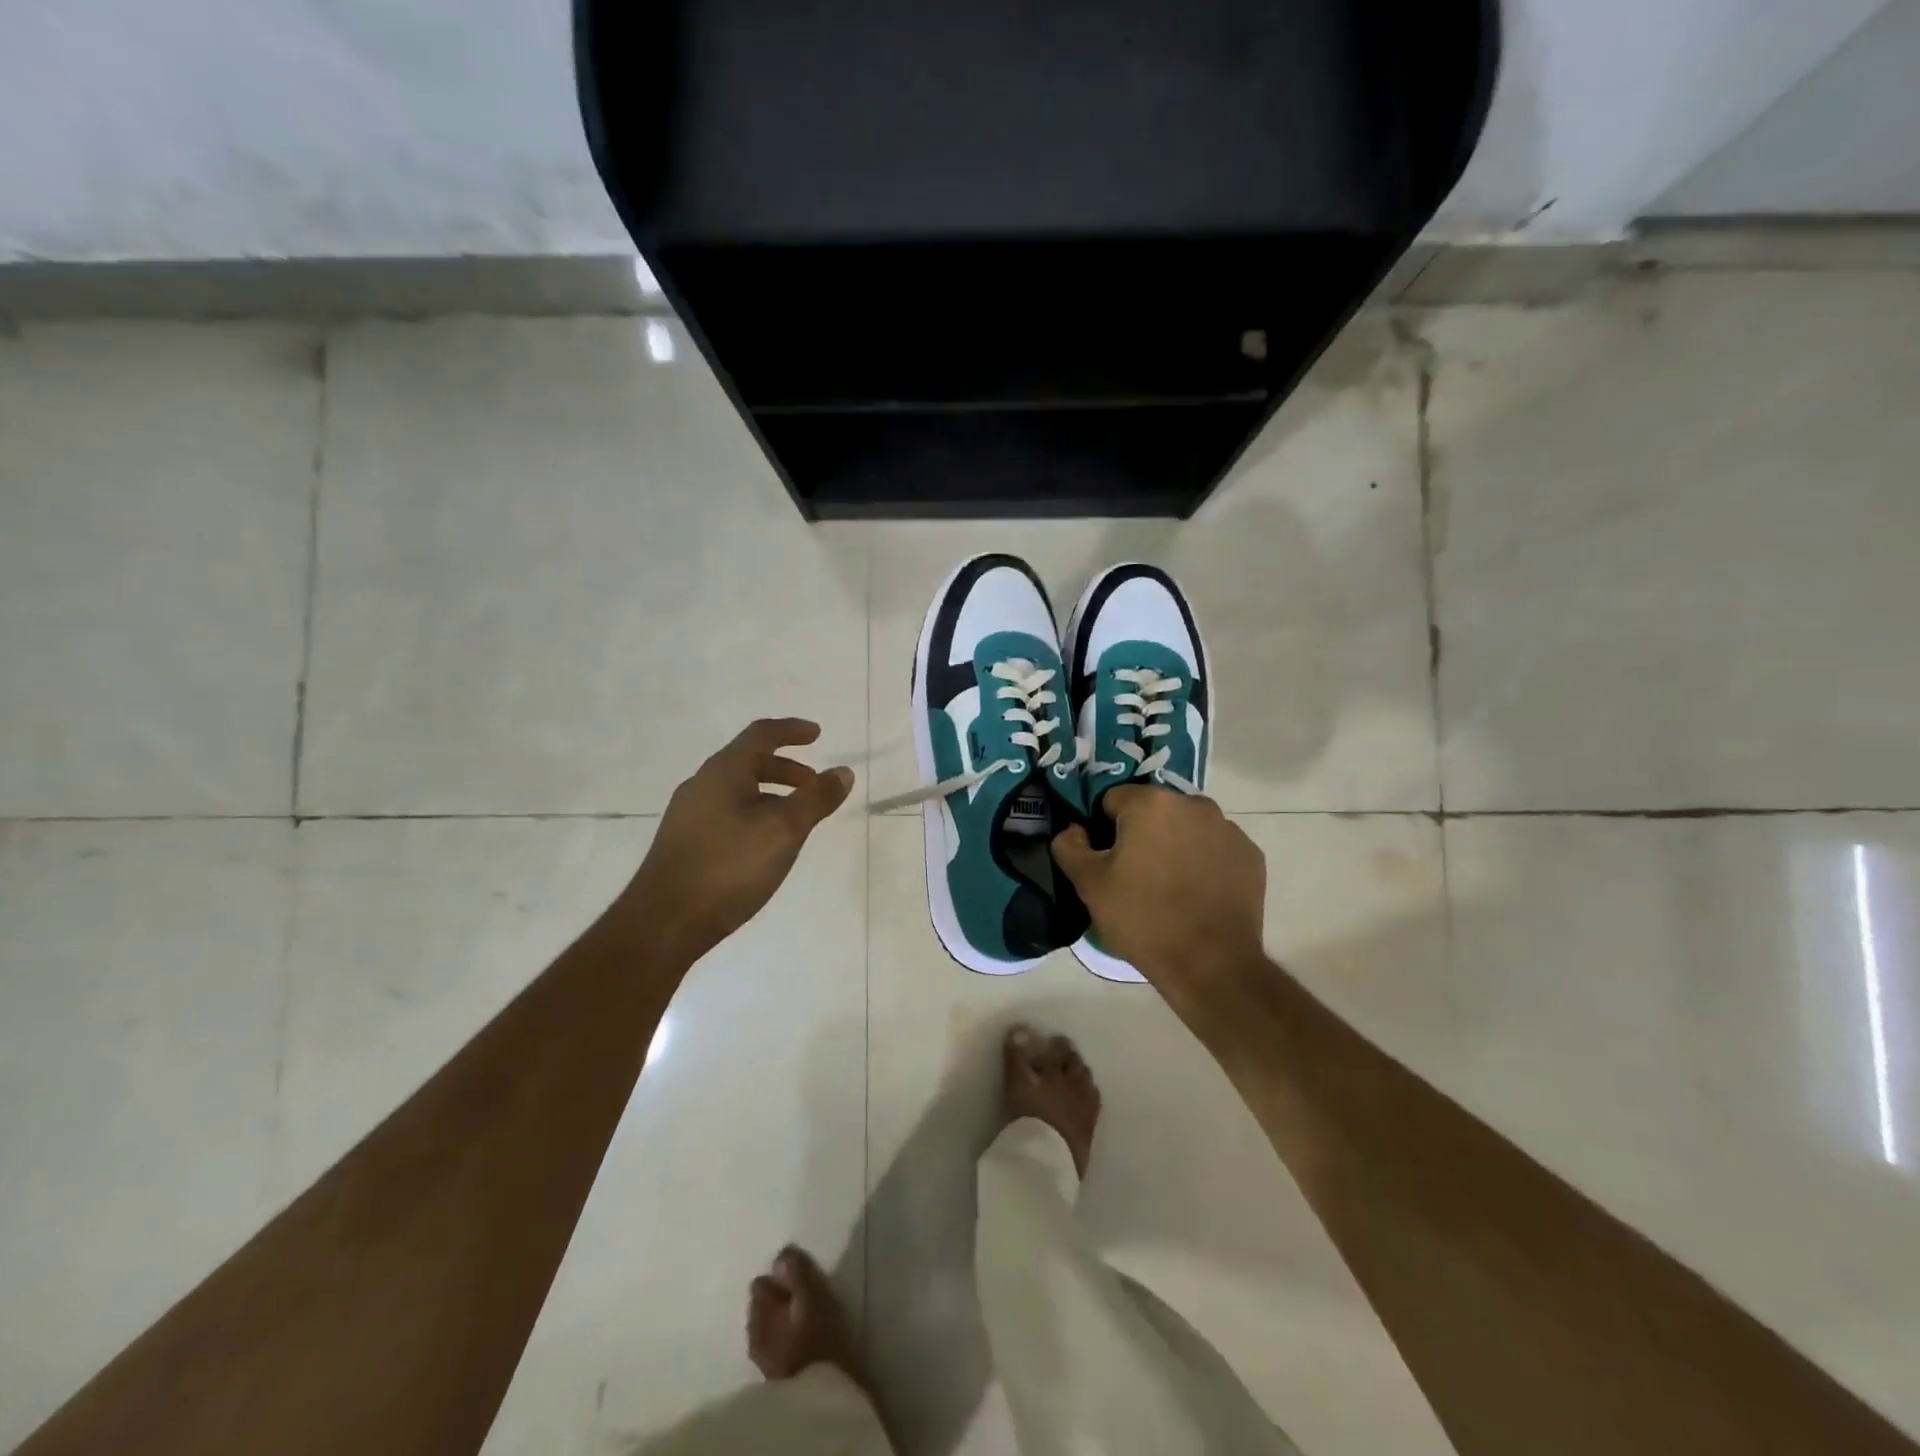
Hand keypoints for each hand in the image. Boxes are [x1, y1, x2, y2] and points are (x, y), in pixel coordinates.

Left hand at [626, 719, 853, 955]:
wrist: (663, 922)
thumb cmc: (729, 866)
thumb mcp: (784, 830)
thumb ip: (816, 799)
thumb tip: (843, 771)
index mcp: (723, 771)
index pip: (761, 734)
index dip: (791, 730)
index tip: (817, 734)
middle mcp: (701, 785)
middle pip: (748, 761)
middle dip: (785, 768)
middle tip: (813, 785)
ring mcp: (688, 815)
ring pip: (737, 790)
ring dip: (771, 794)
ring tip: (795, 819)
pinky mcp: (684, 843)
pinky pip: (726, 813)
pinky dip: (754, 813)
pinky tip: (765, 845)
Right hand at [1051, 786, 1266, 990]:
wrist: (1211, 965)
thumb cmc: (1143, 918)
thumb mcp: (1089, 885)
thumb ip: (1070, 847)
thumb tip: (1073, 829)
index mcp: (1151, 803)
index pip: (1113, 800)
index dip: (1103, 829)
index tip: (1106, 861)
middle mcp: (1194, 804)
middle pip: (1153, 811)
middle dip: (1141, 834)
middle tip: (1134, 876)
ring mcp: (1228, 828)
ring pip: (1186, 828)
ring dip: (1174, 845)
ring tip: (1168, 887)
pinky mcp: (1250, 855)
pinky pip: (1215, 848)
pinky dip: (1204, 862)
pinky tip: (1198, 894)